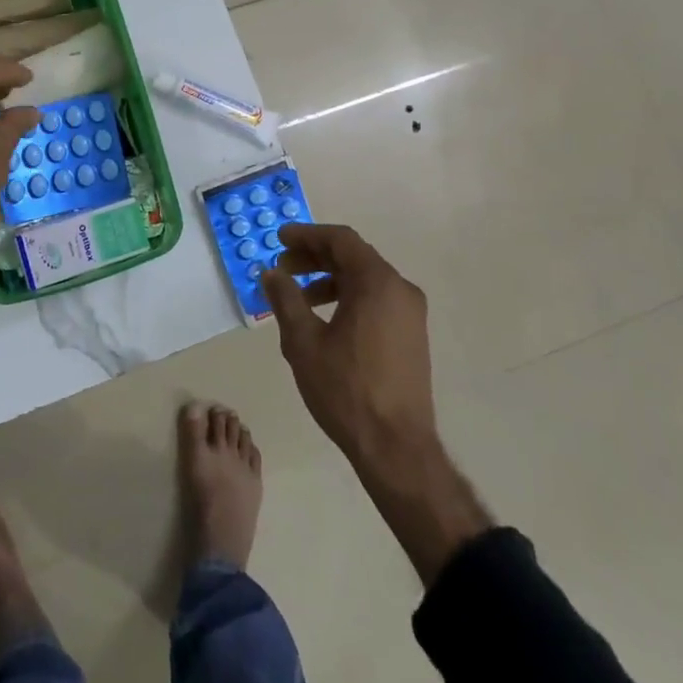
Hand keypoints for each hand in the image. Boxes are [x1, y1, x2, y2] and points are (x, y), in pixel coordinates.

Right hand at [263, 223, 490, 583]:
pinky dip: (348, 298)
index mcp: (377, 283)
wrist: (396, 448)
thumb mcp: (304, 342)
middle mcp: (400, 289)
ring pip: (365, 280)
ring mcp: (410, 314)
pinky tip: (324, 321)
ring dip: (329, 280)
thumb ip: (285, 299)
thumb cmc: (346, 389)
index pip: (340, 240)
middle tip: (282, 268)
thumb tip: (271, 272)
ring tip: (298, 298)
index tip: (279, 239)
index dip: (307, 235)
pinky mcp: (411, 335)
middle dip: (315, 258)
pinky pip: (376, 300)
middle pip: (353, 257)